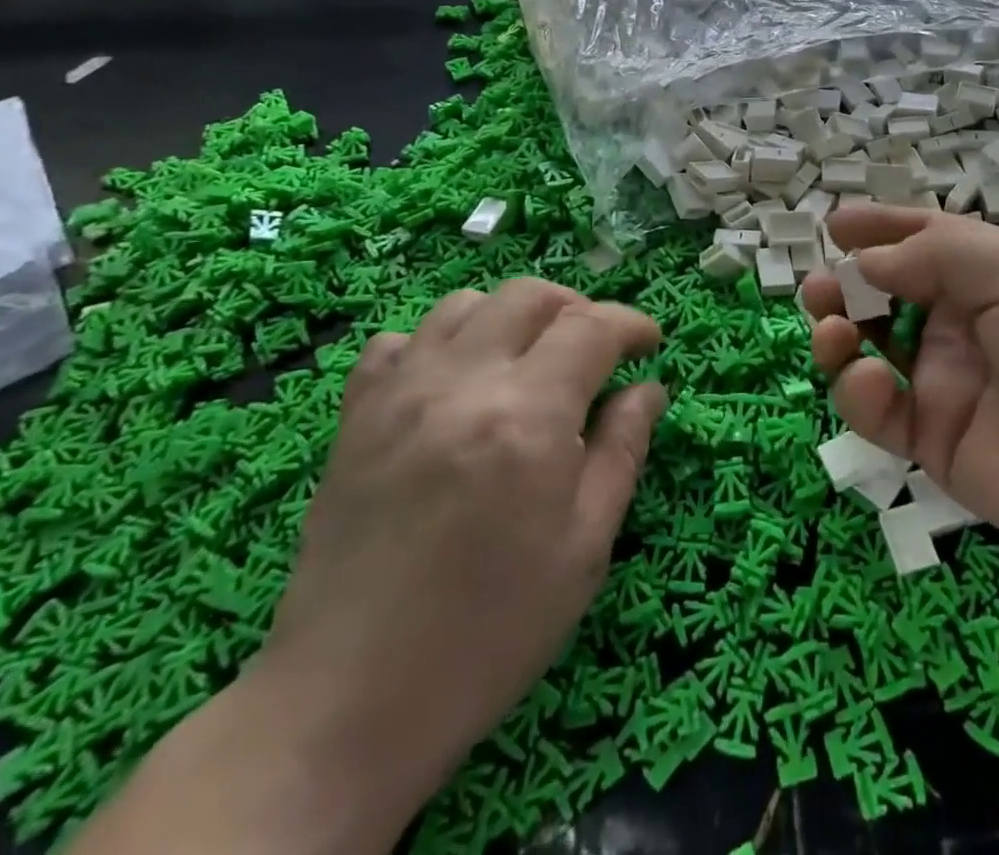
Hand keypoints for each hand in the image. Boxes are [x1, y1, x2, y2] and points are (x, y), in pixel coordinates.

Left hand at [255, 279, 665, 824]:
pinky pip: (398, 341)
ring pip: (465, 304)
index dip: (632, 324)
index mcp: (528, 417)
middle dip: (577, 309)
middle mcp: (461, 383)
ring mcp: (399, 394)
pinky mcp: (354, 417)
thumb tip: (648, 388)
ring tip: (529, 362)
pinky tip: (454, 385)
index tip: (650, 344)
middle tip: (596, 352)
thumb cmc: (491, 631)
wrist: (349, 703)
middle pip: (529, 295)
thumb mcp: (585, 547)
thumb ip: (624, 450)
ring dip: (511, 318)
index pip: (592, 326)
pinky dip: (438, 343)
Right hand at [803, 205, 998, 588]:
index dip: (879, 229)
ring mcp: (946, 383)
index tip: (833, 224)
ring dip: (839, 334)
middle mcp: (964, 324)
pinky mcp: (935, 442)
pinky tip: (867, 382)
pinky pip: (879, 412)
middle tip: (820, 286)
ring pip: (871, 351)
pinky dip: (858, 393)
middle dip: (846, 284)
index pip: (924, 241)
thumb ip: (937, 256)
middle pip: (886, 295)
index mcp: (992, 274)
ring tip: (831, 328)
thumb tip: (865, 256)